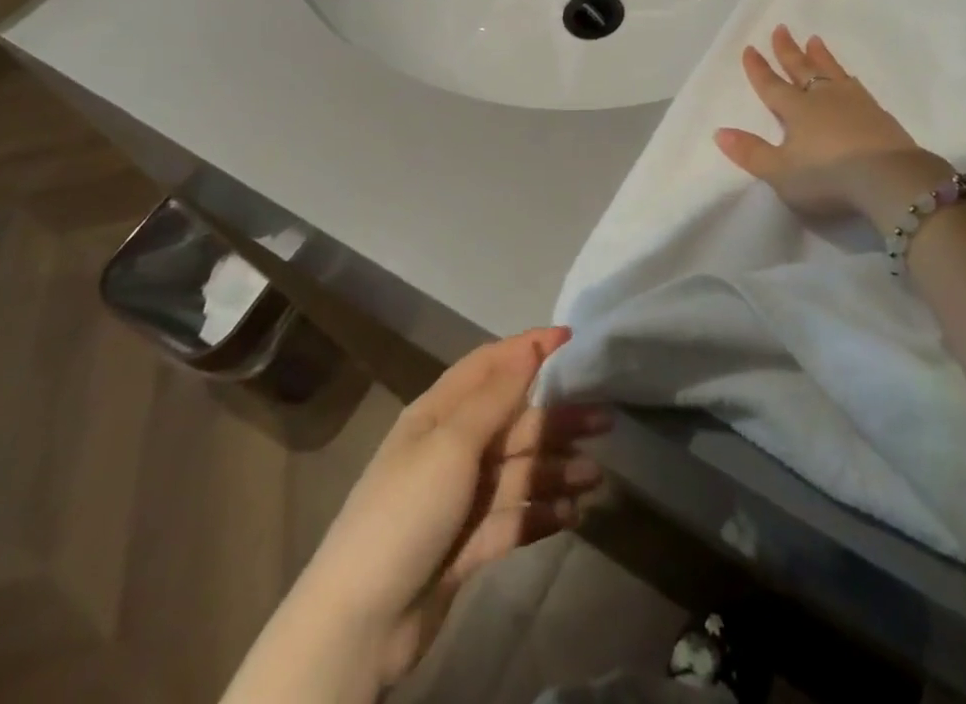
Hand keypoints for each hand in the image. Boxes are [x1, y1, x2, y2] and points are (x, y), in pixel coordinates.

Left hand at [272, 329, 609, 697]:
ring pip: (518, 472)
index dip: (528, 349)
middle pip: (513, 422)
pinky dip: (541, 514)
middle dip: (558, 420)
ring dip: (556, 470)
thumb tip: (530, 346)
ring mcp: (459, 499)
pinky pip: (513, 518)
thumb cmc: (406, 513)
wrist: (359, 625)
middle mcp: (451, 449)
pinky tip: (572, 515)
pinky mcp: (467, 545)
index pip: (490, 366)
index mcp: (439, 414)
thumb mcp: (451, 445)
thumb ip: (497, 397)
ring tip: (596, 478)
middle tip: (606, 421)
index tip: (571, 339)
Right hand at [716, 26, 948, 225]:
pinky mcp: (877, 113)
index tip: (750, 48)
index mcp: (796, 110)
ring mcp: (853, 102)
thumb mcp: (781, 172)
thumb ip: (751, 152)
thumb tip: (719, 132)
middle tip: (781, 28)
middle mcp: (822, 98)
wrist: (889, 178)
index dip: (758, 69)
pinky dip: (845, 76)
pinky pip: (855, 86)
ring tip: (814, 39)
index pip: (771, 85)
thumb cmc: (829, 176)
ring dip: (819, 55)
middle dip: (788, 50)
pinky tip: (848, 77)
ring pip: (831, 71)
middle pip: (801, 68)